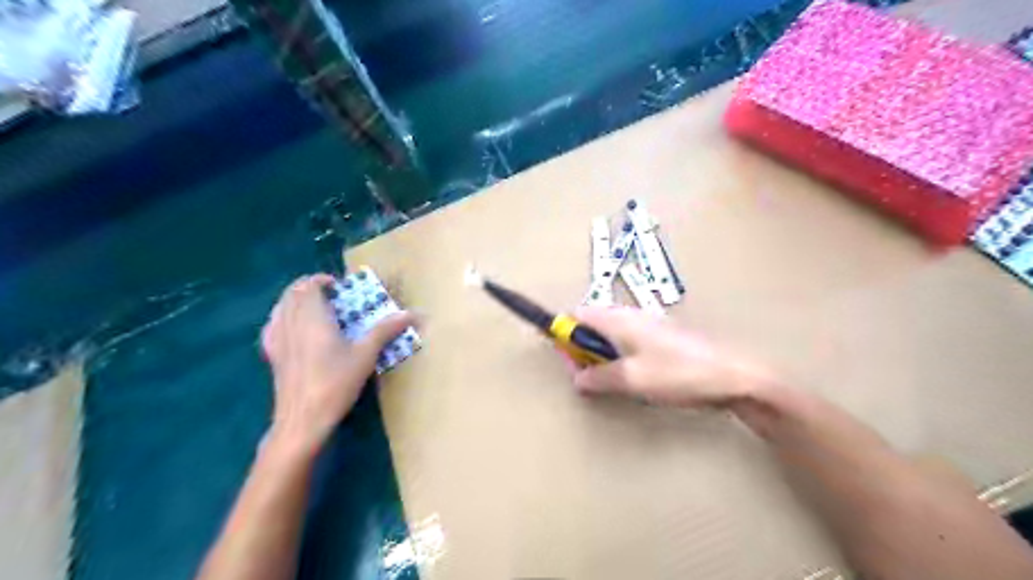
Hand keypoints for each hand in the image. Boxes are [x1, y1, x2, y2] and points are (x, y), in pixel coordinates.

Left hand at [262, 275, 414, 453]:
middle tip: (333, 298)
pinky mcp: (271, 356)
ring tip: (316, 310)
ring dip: (296, 301)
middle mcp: (289, 322)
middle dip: (310, 288)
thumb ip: (385, 330)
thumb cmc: (335, 383)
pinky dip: (283, 318)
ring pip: (280, 307)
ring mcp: (276, 339)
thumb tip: (413, 313)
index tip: (340, 287)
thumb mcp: (365, 355)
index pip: (308, 285)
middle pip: (292, 293)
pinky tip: (294, 330)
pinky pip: (272, 325)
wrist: (302, 419)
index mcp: (311, 317)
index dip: (322, 280)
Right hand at [568, 308, 770, 407]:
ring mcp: (649, 326)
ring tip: (611, 382)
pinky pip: (629, 343)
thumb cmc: (679, 373)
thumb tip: (577, 379)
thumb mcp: (632, 379)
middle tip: (589, 378)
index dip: (565, 335)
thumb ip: (599, 378)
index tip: (567, 361)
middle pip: (593, 324)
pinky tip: (634, 379)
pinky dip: (620, 358)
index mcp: (620, 318)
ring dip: (602, 356)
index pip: (579, 315)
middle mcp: (631, 315)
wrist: (733, 376)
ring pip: (611, 336)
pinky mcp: (662, 339)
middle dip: (583, 349)